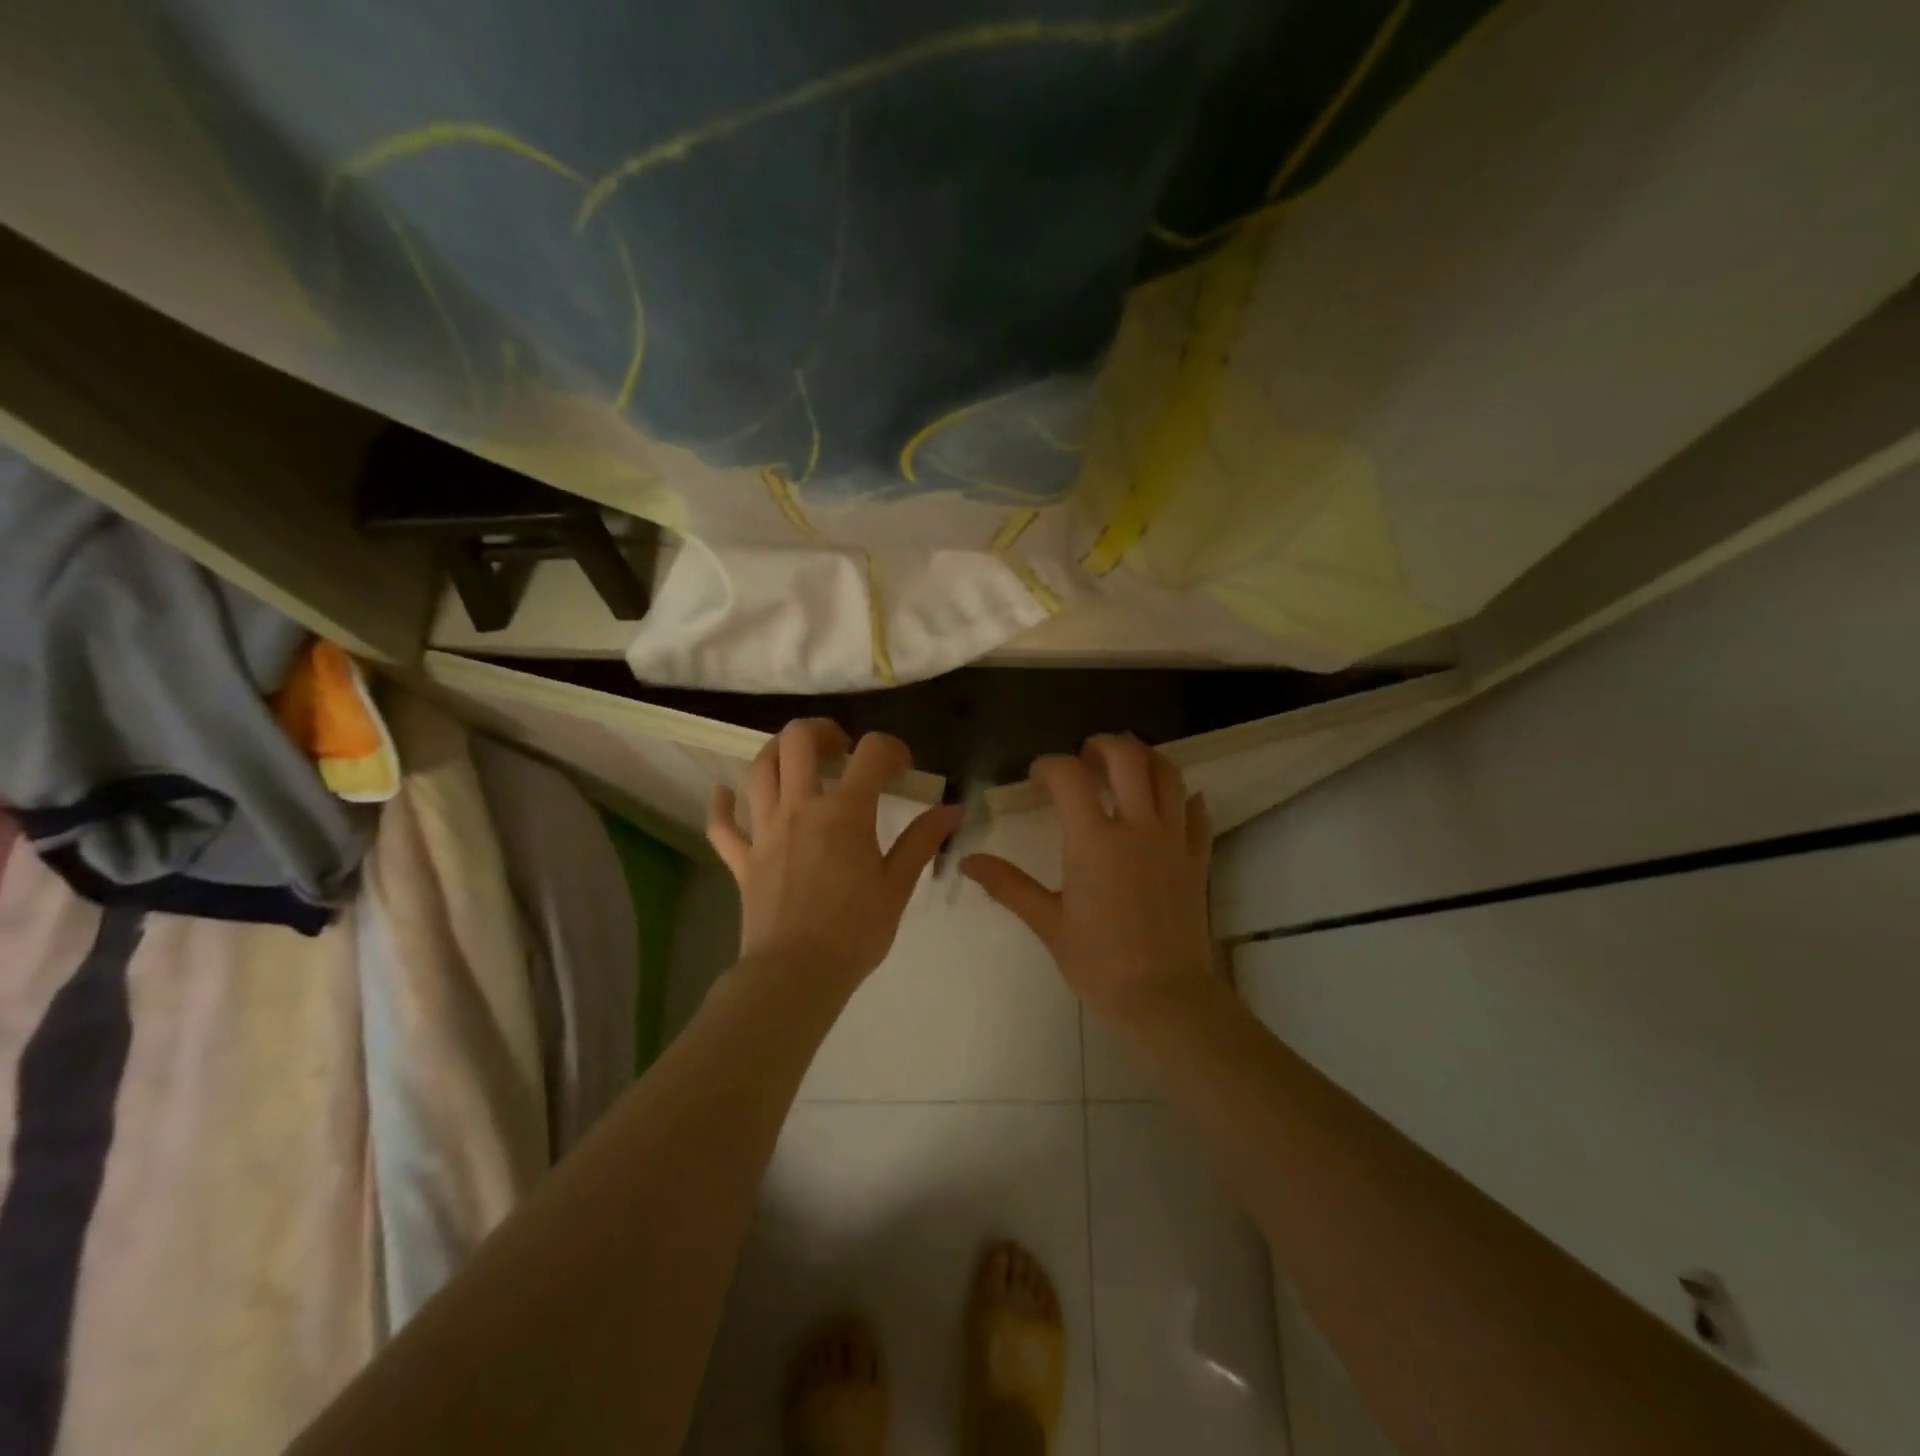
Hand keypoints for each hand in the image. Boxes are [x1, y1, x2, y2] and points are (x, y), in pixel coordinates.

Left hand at [708, 719, 961, 995]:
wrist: (796, 975)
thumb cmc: (855, 931)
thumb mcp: (897, 885)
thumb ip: (923, 840)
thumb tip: (953, 809)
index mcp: (844, 812)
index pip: (871, 753)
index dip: (892, 749)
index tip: (902, 769)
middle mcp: (800, 808)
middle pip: (798, 740)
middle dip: (822, 731)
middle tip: (841, 750)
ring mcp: (765, 831)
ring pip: (759, 769)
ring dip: (777, 753)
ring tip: (798, 763)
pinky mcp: (742, 859)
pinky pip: (722, 825)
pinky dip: (722, 804)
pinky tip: (726, 794)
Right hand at [961, 734, 1215, 1028]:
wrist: (1165, 997)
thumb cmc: (1099, 963)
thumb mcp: (1048, 923)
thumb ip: (1009, 886)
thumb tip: (968, 862)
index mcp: (1095, 842)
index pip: (1069, 777)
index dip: (1048, 766)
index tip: (1037, 777)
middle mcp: (1138, 828)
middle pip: (1128, 758)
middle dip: (1103, 745)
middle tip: (1087, 755)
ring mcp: (1174, 840)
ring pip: (1169, 775)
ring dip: (1146, 758)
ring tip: (1127, 766)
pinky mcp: (1198, 859)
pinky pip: (1198, 813)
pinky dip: (1184, 798)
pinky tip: (1172, 803)